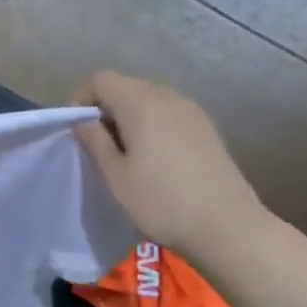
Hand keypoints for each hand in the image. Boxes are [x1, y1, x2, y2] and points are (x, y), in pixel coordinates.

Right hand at [73, 71, 267, 261]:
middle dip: (106, 107)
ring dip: (130, 116)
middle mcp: (168, 97)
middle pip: (126, 86)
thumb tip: (83, 121)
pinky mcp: (207, 127)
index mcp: (141, 104)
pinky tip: (155, 157)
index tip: (79, 131)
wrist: (227, 226)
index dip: (83, 99)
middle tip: (100, 144)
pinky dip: (153, 123)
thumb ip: (95, 142)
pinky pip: (169, 112)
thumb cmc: (161, 201)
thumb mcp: (116, 176)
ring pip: (149, 99)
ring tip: (127, 152)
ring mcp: (192, 111)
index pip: (102, 80)